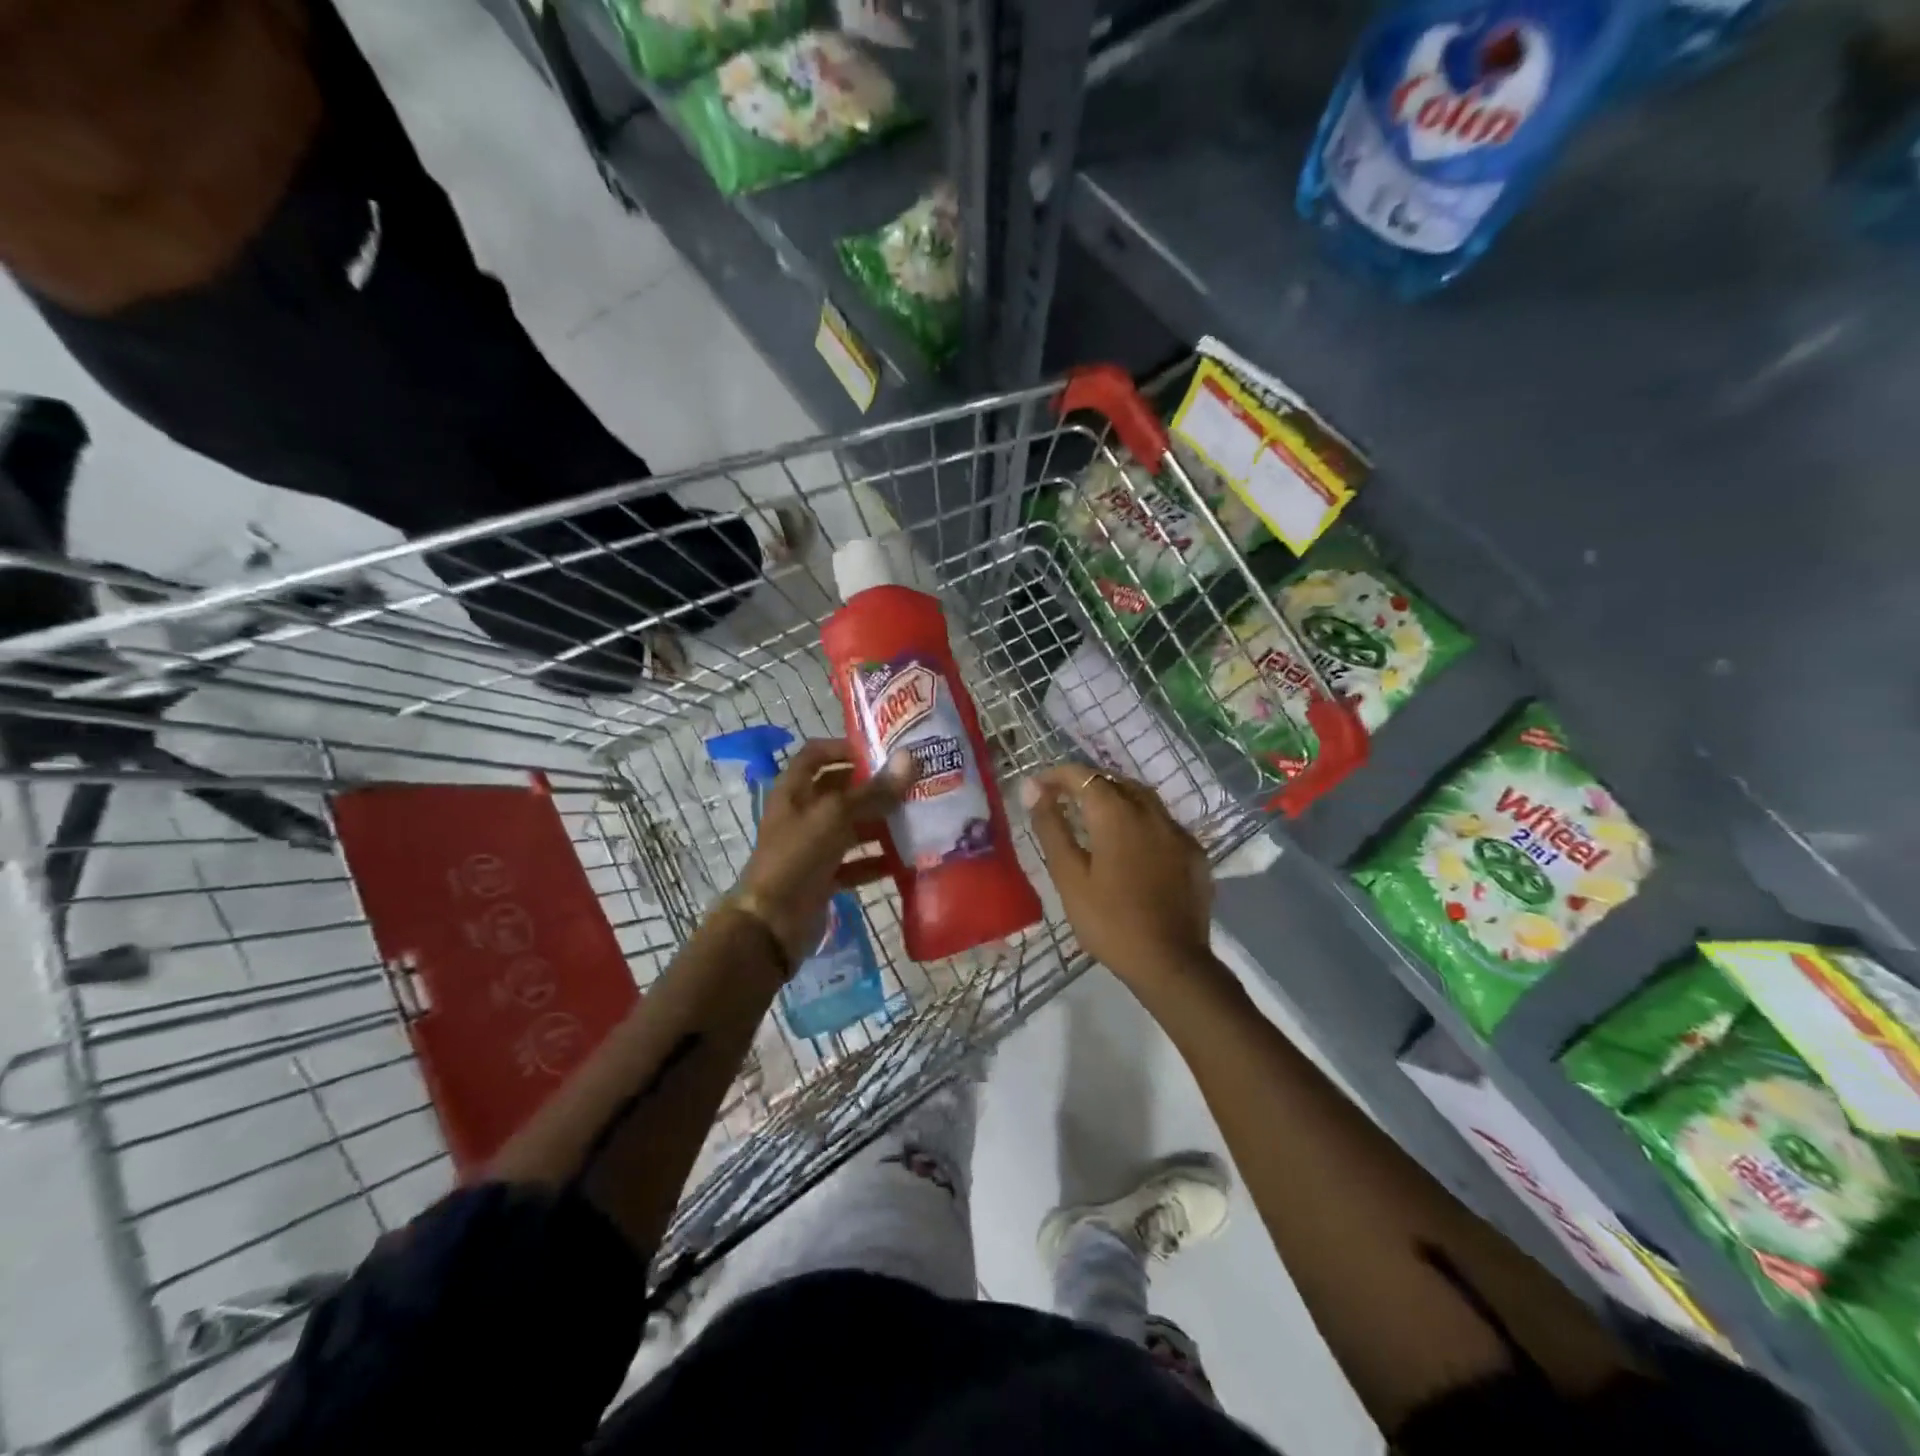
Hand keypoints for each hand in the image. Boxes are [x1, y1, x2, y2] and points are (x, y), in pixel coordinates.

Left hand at [736, 739, 917, 965]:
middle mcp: (802, 814)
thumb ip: (874, 791)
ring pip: (851, 828)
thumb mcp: (835, 817)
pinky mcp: (824, 877)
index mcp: (794, 791)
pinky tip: (905, 861)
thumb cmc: (797, 857)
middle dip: (873, 788)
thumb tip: (911, 759)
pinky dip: (877, 862)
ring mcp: (813, 847)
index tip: (880, 749)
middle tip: (912, 784)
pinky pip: (855, 864)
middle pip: (840, 791)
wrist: (771, 924)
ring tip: (917, 819)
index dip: (844, 747)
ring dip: (880, 824)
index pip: (816, 754)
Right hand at [1021, 764, 1212, 988]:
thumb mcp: (1069, 876)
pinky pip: (1162, 823)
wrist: (1170, 962)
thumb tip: (1034, 789)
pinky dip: (1140, 821)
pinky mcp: (1194, 852)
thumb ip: (1051, 827)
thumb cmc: (1109, 921)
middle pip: (1115, 781)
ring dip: (1116, 797)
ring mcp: (1177, 831)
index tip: (1038, 788)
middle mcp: (1151, 811)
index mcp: (1117, 814)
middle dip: (1086, 784)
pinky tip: (1131, 845)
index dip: (1057, 775)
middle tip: (1062, 801)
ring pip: (1143, 798)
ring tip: (1094, 818)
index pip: (1083, 776)